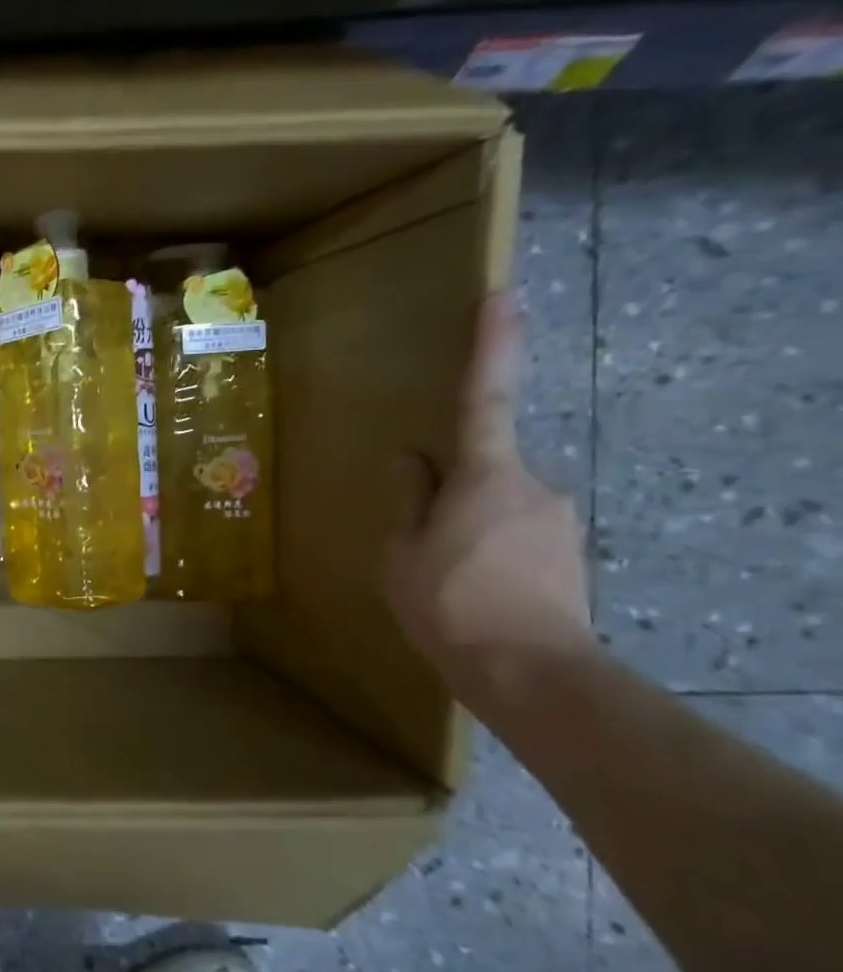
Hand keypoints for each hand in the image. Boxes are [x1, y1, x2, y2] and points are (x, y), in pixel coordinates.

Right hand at [385, 293, 591, 697]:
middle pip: (483, 469)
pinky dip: (488, 552)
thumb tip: (412, 459)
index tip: (502, 298)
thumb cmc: (450, 603)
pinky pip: (515, 535)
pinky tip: (470, 592)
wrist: (531, 674)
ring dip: (467, 529)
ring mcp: (557, 521)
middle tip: (422, 543)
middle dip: (451, 492)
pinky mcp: (569, 555)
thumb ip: (409, 499)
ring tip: (441, 580)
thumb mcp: (403, 551)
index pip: (484, 399)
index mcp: (485, 476)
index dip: (491, 346)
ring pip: (497, 506)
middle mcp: (534, 486)